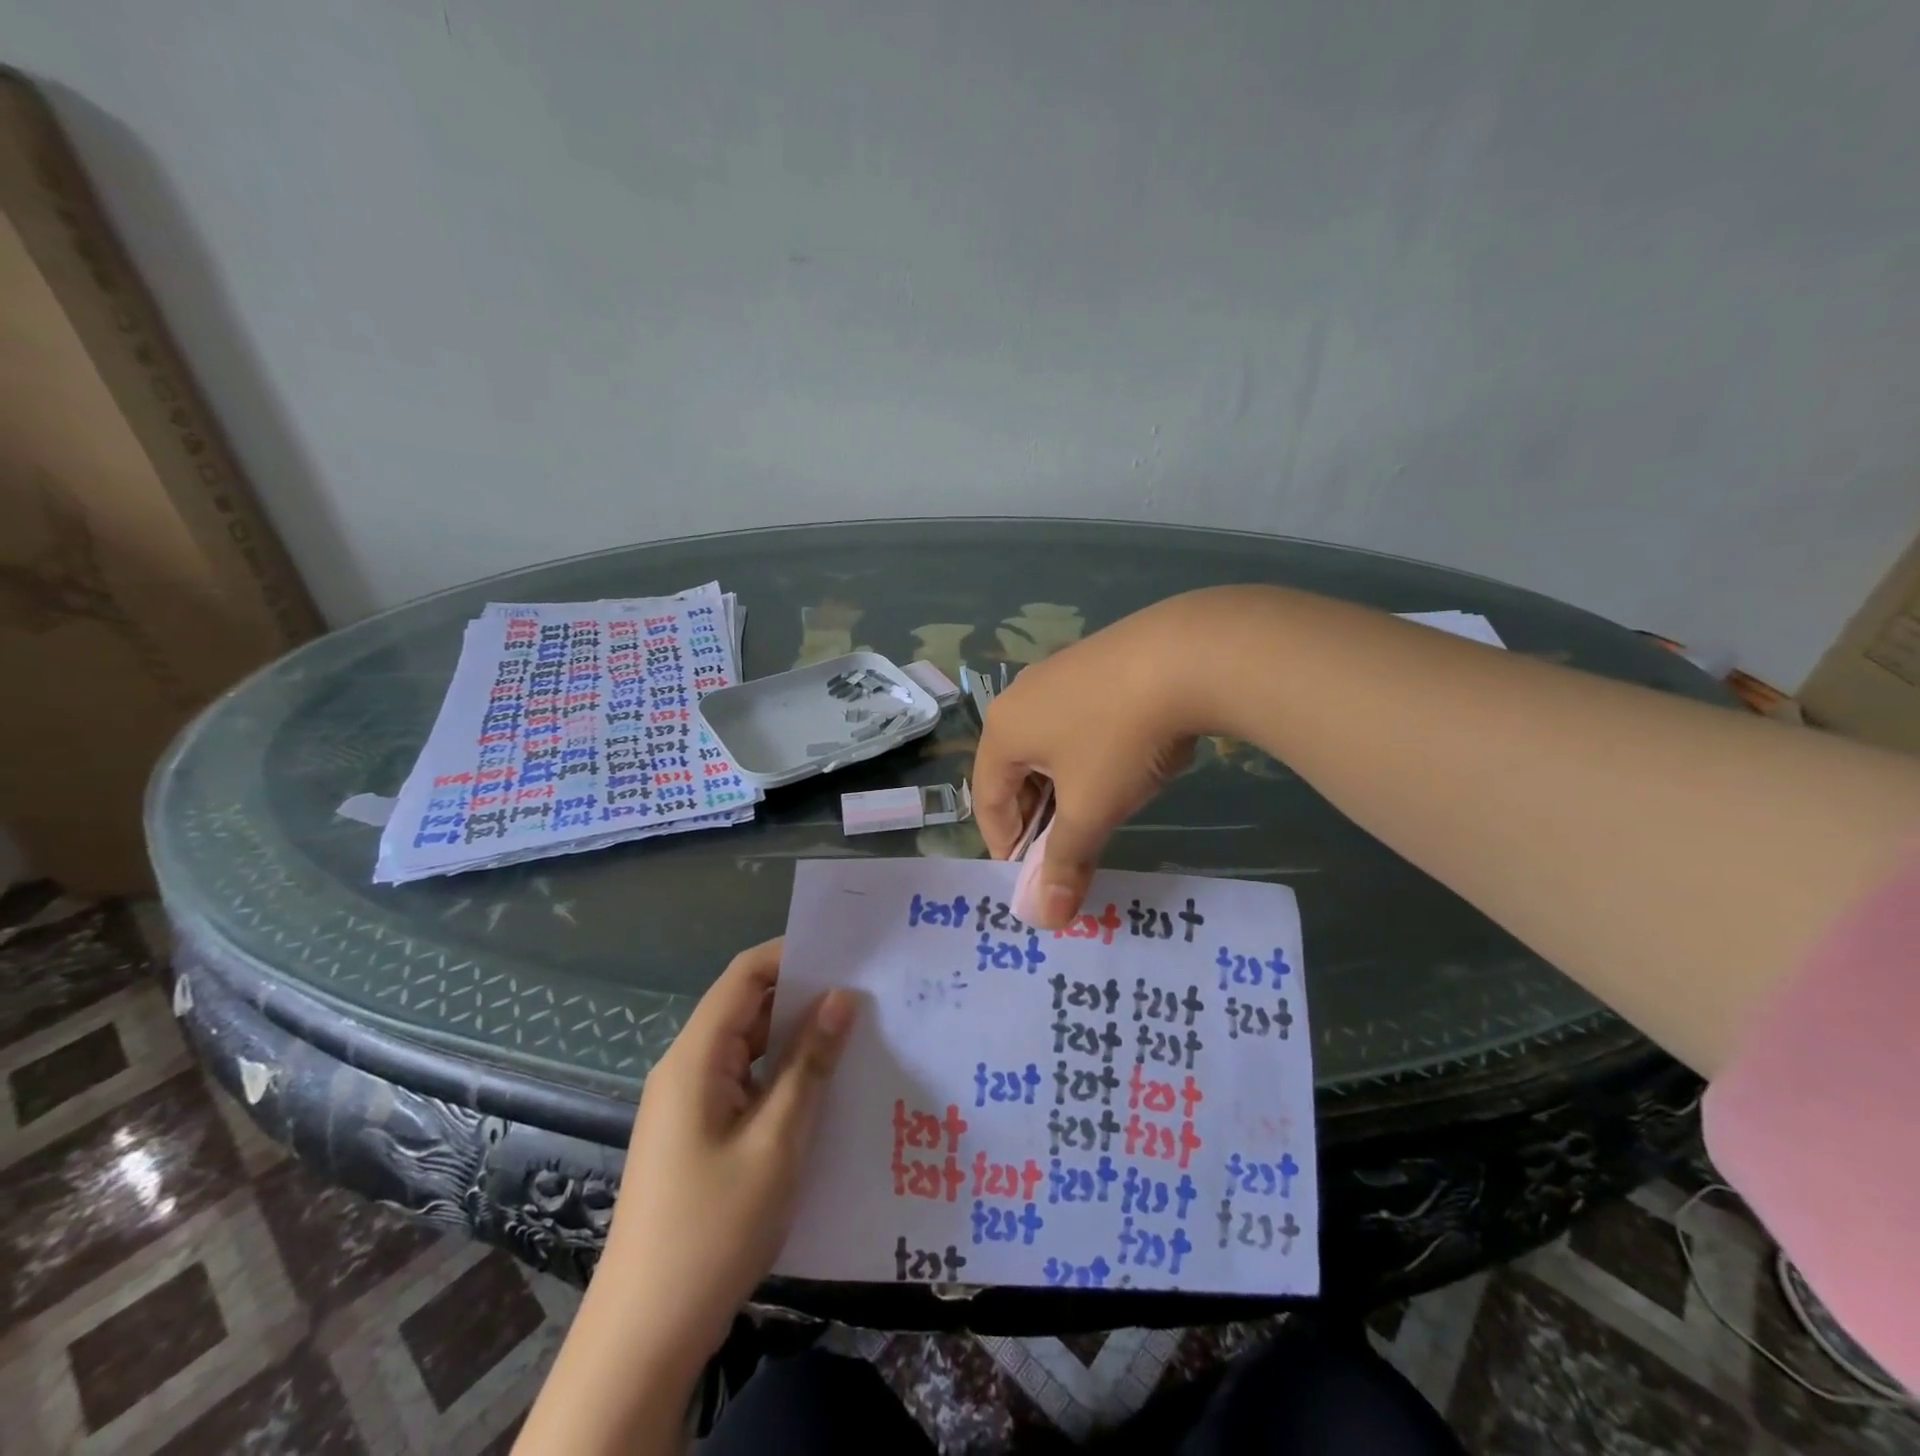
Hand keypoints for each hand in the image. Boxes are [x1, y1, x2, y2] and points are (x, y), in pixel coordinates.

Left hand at [594, 938, 856, 1381]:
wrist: (647, 1332)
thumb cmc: (714, 1227)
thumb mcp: (777, 1140)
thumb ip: (810, 1064)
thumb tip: (842, 998)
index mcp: (696, 1057)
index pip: (744, 976)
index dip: (792, 954)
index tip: (846, 953)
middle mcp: (687, 1067)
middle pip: (746, 1006)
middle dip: (802, 994)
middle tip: (866, 992)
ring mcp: (689, 1102)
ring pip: (748, 1045)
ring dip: (795, 1036)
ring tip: (856, 1031)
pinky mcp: (697, 1132)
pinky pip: (745, 1081)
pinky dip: (782, 1072)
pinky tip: (824, 1085)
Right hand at [975, 595, 1215, 928]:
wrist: (1188, 655)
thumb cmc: (1121, 739)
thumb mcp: (1092, 808)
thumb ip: (1065, 862)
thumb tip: (1045, 920)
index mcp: (1003, 730)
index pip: (987, 800)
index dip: (1006, 845)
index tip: (1033, 877)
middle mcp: (1020, 697)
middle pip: (1014, 772)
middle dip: (1036, 817)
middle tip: (1064, 851)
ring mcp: (1057, 672)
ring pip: (1046, 745)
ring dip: (1061, 786)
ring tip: (1094, 810)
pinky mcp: (1094, 660)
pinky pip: (1074, 719)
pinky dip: (1084, 754)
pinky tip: (1119, 762)